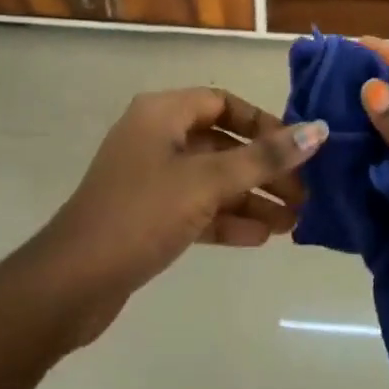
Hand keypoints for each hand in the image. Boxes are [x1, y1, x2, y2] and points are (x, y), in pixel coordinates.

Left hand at [23, 88, 326, 348]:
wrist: (69, 286)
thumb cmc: (140, 215)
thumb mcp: (206, 183)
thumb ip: (263, 158)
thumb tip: (319, 131)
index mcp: (163, 112)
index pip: (223, 102)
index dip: (263, 122)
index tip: (297, 148)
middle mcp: (156, 137)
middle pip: (222, 143)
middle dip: (263, 168)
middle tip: (303, 194)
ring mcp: (150, 178)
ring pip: (211, 179)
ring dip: (250, 197)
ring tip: (293, 223)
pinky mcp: (147, 216)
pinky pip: (196, 207)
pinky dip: (226, 218)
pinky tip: (260, 238)